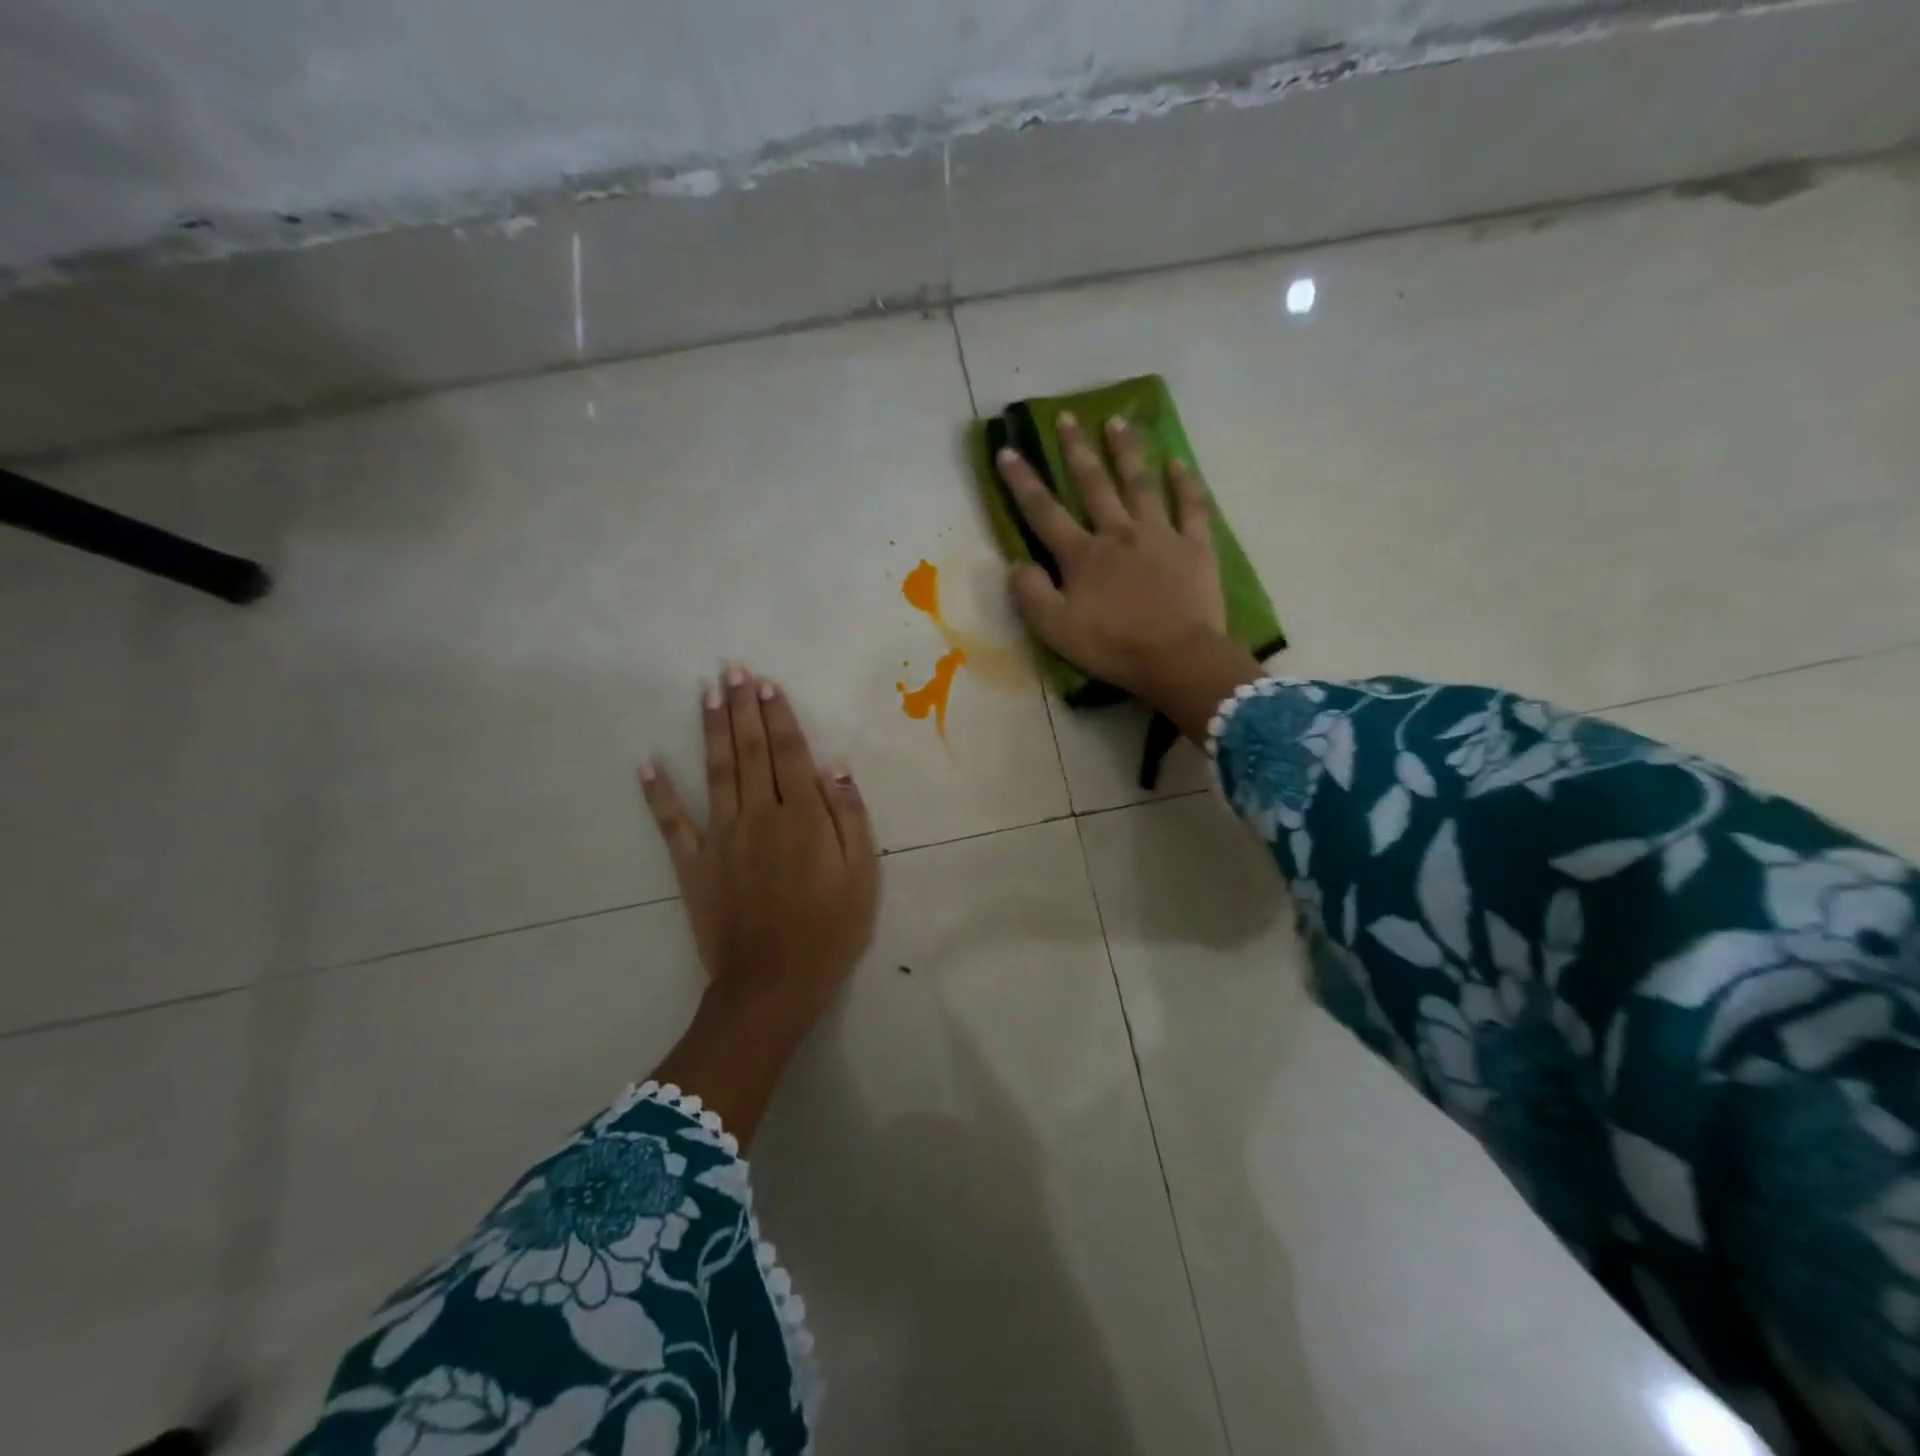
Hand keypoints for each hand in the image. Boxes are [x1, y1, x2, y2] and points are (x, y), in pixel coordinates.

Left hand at [639, 665, 879, 1143]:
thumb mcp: (862, 875)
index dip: (779, 714)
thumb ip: (850, 817)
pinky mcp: (694, 865)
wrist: (773, 985)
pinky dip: (658, 793)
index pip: (789, 752)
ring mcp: (722, 838)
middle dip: (742, 707)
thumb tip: (835, 768)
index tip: (767, 683)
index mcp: (802, 816)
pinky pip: (672, 823)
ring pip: (715, 772)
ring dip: (710, 729)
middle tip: (733, 669)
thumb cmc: (830, 931)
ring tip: (706, 692)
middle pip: (750, 751)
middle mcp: (759, 815)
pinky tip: (647, 763)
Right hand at [997, 412, 1262, 741]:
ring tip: (1116, 422)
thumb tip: (1016, 563)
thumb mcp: (1055, 630)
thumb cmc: (1113, 647)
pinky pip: (1191, 507)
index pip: (1044, 511)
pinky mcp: (1195, 546)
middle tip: (1067, 417)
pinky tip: (1177, 462)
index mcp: (1082, 555)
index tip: (1007, 450)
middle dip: (1076, 450)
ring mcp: (1160, 535)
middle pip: (1093, 484)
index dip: (1022, 481)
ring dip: (1126, 452)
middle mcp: (1118, 533)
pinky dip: (1184, 483)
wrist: (1178, 659)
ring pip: (1140, 484)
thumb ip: (1030, 594)